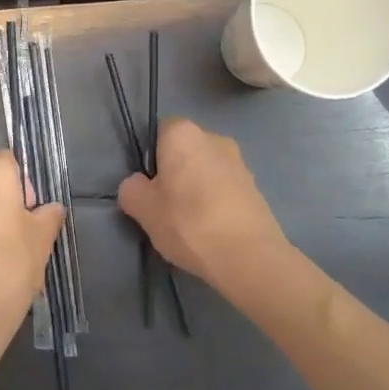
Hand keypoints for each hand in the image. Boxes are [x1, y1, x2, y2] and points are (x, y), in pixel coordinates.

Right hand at [118, 119, 291, 293]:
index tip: (149, 186)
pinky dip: (217, 203)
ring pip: (207, 170)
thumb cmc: (189, 222)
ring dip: (198, 188)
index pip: (159, 131)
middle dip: (176, 172)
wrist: (250, 257)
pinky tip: (213, 231)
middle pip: (185, 151)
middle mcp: (214, 137)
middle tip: (166, 206)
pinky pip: (226, 189)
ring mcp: (240, 162)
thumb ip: (131, 189)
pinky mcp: (257, 188)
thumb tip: (137, 185)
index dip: (151, 158)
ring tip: (191, 224)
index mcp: (183, 133)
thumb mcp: (144, 209)